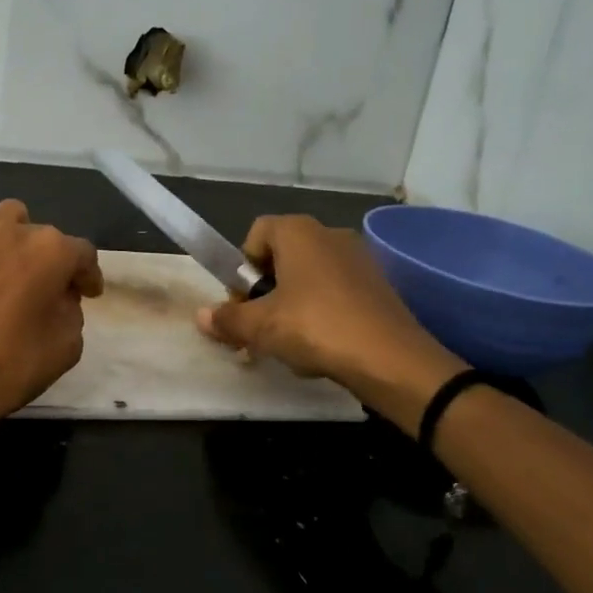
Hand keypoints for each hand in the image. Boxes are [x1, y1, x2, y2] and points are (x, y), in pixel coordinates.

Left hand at [0, 200, 102, 417]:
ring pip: (2, 217)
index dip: (89, 276)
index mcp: (52, 252)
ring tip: (7, 263)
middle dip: (50, 260)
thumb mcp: (66, 347)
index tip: (88, 295)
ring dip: (13, 235)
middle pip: (43, 235)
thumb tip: (60, 300)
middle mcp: (15, 233)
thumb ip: (72, 313)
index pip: (83, 254)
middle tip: (46, 290)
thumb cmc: (11, 363)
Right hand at [196, 215, 464, 420]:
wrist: (392, 360)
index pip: (256, 234)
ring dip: (292, 306)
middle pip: (283, 257)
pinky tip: (323, 349)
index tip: (243, 303)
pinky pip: (337, 293)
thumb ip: (228, 319)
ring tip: (291, 345)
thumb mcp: (260, 327)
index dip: (242, 268)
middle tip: (261, 328)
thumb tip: (201, 316)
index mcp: (298, 231)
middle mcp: (330, 234)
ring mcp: (359, 259)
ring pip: (310, 278)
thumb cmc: (315, 328)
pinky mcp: (380, 286)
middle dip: (266, 292)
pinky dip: (323, 315)